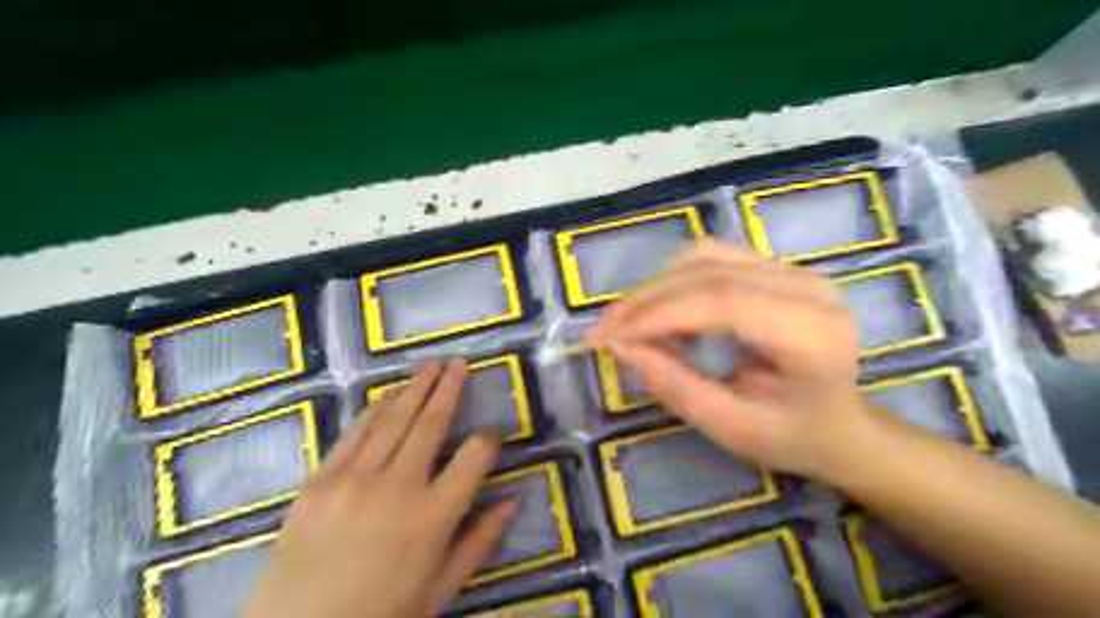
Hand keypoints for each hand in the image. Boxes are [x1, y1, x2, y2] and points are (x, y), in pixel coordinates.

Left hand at [241, 357, 518, 616]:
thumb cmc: (380, 615)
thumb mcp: (439, 589)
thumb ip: (479, 541)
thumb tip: (512, 502)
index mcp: (433, 517)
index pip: (474, 457)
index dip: (489, 437)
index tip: (494, 430)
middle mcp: (397, 486)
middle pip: (431, 423)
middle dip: (450, 388)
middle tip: (460, 362)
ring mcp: (354, 479)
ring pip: (393, 419)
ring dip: (414, 388)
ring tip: (429, 364)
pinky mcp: (320, 480)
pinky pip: (354, 433)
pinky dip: (375, 410)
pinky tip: (388, 395)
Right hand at [589, 238, 882, 478]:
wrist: (840, 423)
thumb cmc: (791, 436)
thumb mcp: (729, 427)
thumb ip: (674, 385)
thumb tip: (619, 346)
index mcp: (813, 335)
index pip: (722, 302)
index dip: (657, 314)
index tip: (608, 337)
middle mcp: (809, 288)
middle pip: (708, 272)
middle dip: (645, 299)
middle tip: (604, 330)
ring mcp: (795, 270)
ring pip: (704, 256)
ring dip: (656, 286)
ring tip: (630, 323)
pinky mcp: (778, 267)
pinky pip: (712, 257)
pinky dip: (674, 280)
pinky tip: (661, 309)